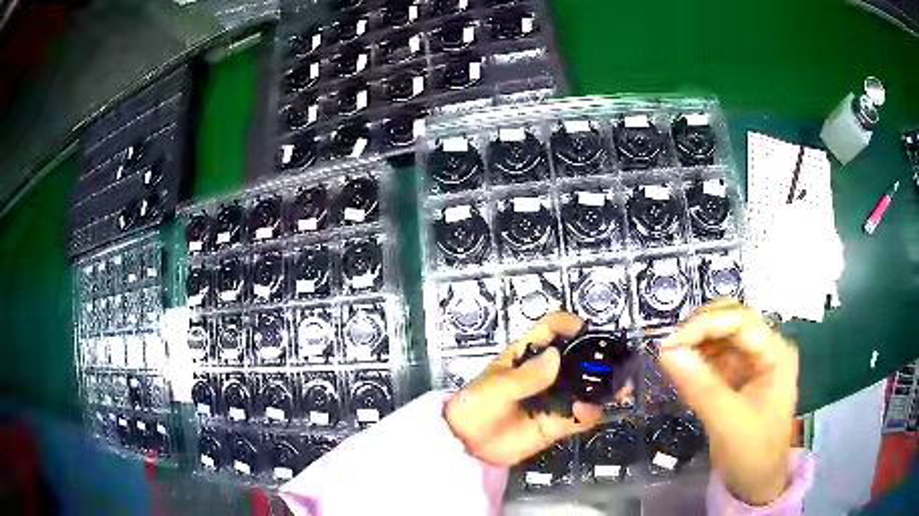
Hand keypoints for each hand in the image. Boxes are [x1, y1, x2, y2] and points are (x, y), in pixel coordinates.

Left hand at [444, 312, 605, 465]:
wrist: (468, 445)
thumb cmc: (476, 407)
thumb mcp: (497, 388)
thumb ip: (526, 376)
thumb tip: (556, 356)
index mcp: (525, 357)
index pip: (549, 331)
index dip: (567, 324)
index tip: (585, 328)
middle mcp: (544, 375)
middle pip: (575, 360)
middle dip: (596, 358)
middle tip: (617, 361)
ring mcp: (553, 399)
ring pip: (583, 388)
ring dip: (602, 387)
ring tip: (621, 388)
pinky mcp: (556, 423)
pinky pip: (579, 417)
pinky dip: (589, 414)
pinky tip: (589, 412)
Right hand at [659, 300, 797, 505]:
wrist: (756, 484)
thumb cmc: (752, 453)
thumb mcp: (726, 422)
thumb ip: (699, 385)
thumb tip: (665, 352)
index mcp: (775, 354)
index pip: (740, 321)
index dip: (705, 325)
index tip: (670, 344)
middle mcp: (766, 350)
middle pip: (731, 322)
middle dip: (700, 331)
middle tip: (670, 350)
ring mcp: (754, 363)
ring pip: (721, 338)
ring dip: (696, 347)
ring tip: (673, 365)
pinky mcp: (740, 377)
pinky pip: (716, 359)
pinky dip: (698, 364)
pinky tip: (684, 377)